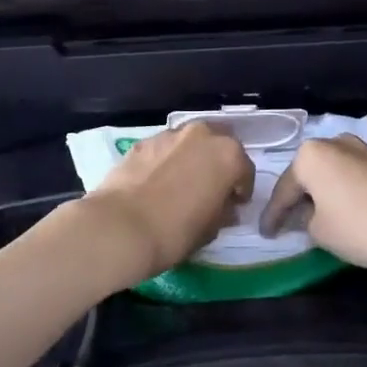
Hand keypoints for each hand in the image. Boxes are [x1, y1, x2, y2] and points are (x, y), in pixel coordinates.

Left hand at [81, 122, 255, 285]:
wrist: (121, 226)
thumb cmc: (176, 231)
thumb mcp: (211, 229)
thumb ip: (223, 211)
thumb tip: (225, 208)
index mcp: (227, 154)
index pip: (244, 169)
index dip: (241, 189)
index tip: (234, 205)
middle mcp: (202, 135)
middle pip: (218, 144)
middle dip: (218, 163)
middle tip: (211, 188)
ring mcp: (170, 134)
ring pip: (190, 143)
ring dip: (192, 158)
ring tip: (182, 184)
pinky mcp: (143, 141)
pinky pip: (165, 149)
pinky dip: (167, 160)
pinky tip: (158, 183)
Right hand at [259, 134, 366, 274]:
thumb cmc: (363, 226)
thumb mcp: (321, 233)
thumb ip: (306, 221)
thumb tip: (310, 215)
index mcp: (310, 156)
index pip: (283, 189)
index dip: (273, 215)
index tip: (266, 233)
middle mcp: (334, 143)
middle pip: (308, 174)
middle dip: (299, 197)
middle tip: (290, 222)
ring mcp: (363, 149)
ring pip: (334, 172)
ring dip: (325, 192)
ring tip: (321, 216)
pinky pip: (356, 177)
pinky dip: (348, 192)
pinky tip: (351, 211)